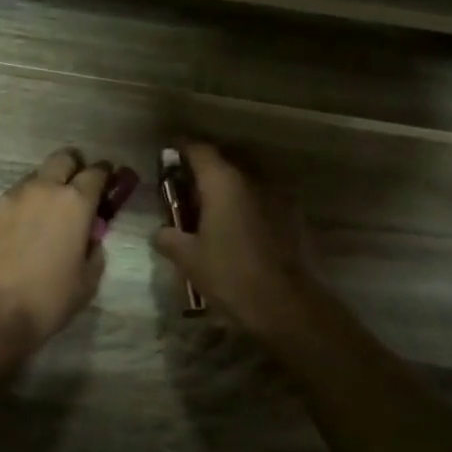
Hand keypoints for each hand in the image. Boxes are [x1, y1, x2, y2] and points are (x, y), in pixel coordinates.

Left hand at [0, 147, 109, 351]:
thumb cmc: (50, 298)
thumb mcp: (88, 279)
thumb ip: (94, 248)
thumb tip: (90, 236)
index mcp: (75, 202)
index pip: (96, 172)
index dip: (105, 175)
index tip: (107, 184)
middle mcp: (42, 189)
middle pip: (63, 158)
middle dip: (74, 168)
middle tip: (76, 191)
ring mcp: (11, 198)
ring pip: (34, 178)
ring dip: (45, 188)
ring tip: (45, 217)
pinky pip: (12, 200)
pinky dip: (22, 209)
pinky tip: (20, 235)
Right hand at [152, 143, 317, 337]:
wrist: (283, 304)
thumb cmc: (228, 273)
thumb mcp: (187, 258)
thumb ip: (168, 237)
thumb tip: (160, 232)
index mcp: (222, 182)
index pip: (198, 149)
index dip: (181, 147)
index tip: (168, 153)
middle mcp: (251, 178)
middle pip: (224, 159)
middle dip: (204, 168)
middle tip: (185, 185)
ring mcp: (276, 195)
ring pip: (246, 179)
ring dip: (228, 186)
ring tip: (211, 207)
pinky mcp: (292, 215)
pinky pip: (262, 198)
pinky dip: (247, 203)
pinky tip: (237, 226)